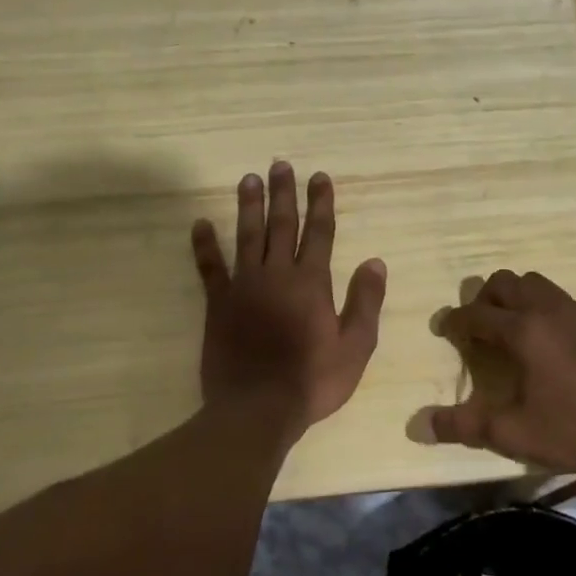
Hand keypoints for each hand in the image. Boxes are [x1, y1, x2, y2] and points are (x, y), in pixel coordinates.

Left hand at [190, 162, 386, 443]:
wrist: (257, 410)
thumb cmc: (312, 380)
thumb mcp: (355, 346)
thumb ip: (365, 302)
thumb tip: (375, 261)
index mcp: (311, 283)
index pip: (319, 233)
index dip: (321, 203)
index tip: (319, 176)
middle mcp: (277, 275)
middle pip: (282, 225)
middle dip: (284, 194)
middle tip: (281, 164)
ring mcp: (244, 287)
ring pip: (247, 237)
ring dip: (249, 206)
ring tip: (248, 179)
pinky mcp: (218, 304)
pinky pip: (210, 268)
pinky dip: (204, 245)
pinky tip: (200, 224)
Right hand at [430, 270, 575, 473]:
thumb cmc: (572, 431)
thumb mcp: (512, 433)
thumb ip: (464, 426)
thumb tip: (418, 425)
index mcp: (523, 332)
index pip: (476, 314)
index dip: (455, 320)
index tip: (445, 329)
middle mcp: (549, 310)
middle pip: (506, 282)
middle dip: (485, 298)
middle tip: (481, 325)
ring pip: (539, 284)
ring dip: (519, 297)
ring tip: (517, 329)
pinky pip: (568, 302)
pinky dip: (551, 312)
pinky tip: (557, 344)